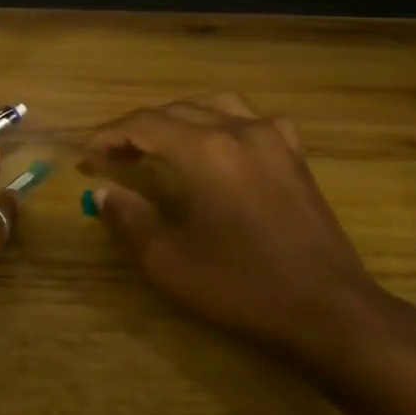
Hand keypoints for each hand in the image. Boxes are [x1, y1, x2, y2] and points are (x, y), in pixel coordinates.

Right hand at [81, 94, 390, 365]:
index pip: (145, 124)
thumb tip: (102, 192)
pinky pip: (253, 120)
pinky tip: (221, 145)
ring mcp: (274, 138)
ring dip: (181, 119)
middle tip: (114, 154)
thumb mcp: (170, 260)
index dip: (111, 134)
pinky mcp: (295, 155)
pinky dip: (224, 123)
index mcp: (205, 151)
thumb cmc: (242, 287)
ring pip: (215, 106)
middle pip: (178, 110)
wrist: (327, 308)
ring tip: (160, 143)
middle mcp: (239, 130)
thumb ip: (129, 219)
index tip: (88, 153)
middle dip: (140, 127)